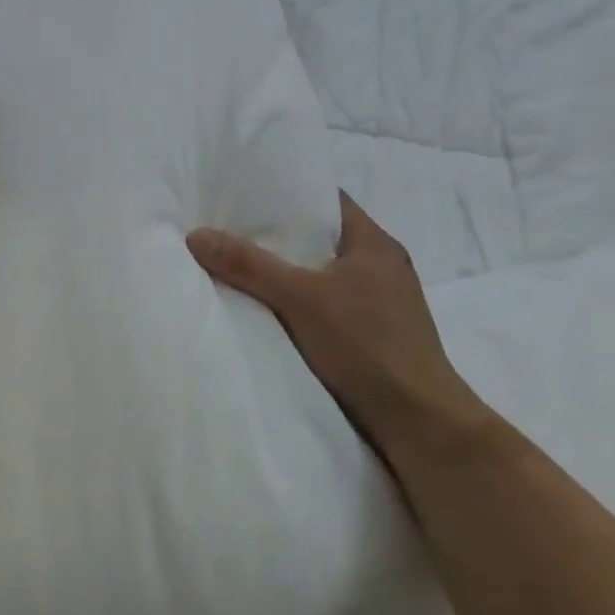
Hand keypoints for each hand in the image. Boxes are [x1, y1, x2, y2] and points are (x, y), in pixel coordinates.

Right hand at [187, 193, 484, 458]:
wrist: (418, 422)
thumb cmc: (367, 345)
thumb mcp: (299, 298)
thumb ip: (248, 265)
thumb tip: (196, 234)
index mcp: (374, 244)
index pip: (326, 200)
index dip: (287, 192)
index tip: (244, 192)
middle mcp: (380, 266)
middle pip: (319, 237)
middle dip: (276, 233)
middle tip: (228, 226)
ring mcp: (379, 302)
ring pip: (321, 272)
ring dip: (286, 270)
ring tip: (238, 262)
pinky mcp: (372, 333)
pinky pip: (325, 302)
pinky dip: (296, 299)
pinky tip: (266, 306)